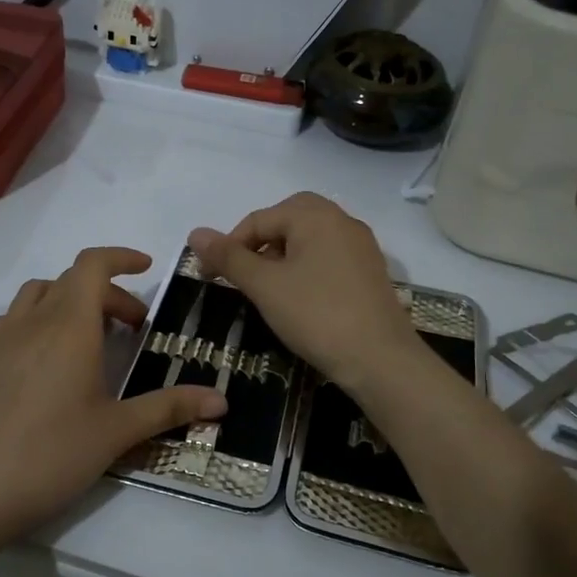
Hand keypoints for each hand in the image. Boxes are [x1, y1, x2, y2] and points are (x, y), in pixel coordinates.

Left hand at [0, 247, 226, 549]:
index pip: (92, 265)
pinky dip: (38, 320)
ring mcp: (0, 340)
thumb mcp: (117, 432)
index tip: (146, 268)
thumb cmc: (52, 456)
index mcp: (68, 327)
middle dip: (108, 293)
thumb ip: (169, 408)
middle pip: (71, 281)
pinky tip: (47, 360)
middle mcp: (32, 322)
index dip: (121, 257)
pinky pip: (13, 320)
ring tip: (90, 338)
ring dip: (69, 301)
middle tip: (133, 328)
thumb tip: (223, 401)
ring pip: (38, 295)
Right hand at [188, 193, 422, 394]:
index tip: (210, 276)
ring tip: (267, 287)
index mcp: (316, 216)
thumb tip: (195, 233)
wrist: (381, 360)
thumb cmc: (317, 316)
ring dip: (283, 254)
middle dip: (260, 241)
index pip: (259, 219)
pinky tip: (299, 298)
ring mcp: (361, 247)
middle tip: (243, 272)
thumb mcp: (265, 286)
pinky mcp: (371, 273)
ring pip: (311, 238)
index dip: (229, 245)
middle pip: (289, 218)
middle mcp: (342, 221)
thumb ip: (230, 258)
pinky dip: (306, 267)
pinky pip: (329, 256)